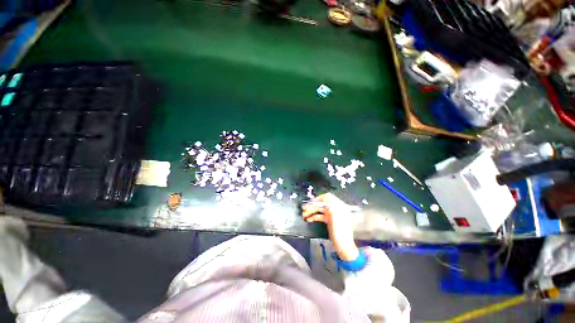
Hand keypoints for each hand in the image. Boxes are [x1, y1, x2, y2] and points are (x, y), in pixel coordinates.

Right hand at [302, 193, 359, 260]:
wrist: (343, 248)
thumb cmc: (341, 233)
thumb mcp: (336, 218)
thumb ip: (331, 206)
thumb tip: (325, 196)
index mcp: (339, 207)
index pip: (328, 197)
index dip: (319, 199)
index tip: (311, 202)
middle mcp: (335, 209)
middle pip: (322, 203)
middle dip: (313, 205)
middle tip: (304, 208)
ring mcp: (332, 215)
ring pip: (320, 210)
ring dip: (311, 211)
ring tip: (304, 214)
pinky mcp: (329, 221)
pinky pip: (320, 216)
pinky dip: (314, 217)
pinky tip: (308, 219)